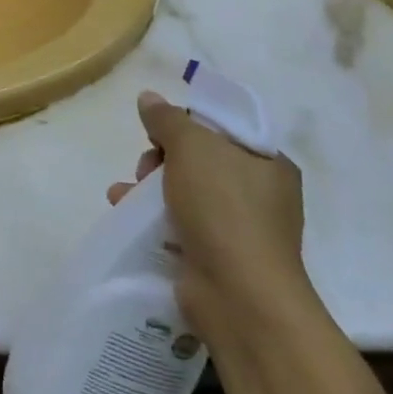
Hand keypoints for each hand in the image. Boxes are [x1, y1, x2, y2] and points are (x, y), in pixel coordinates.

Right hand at [107, 91, 312, 343]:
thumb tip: (149, 98)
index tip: (159, 133)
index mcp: (268, 163)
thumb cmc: (224, 209)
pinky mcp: (216, 256)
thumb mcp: (192, 148)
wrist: (238, 296)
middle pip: (198, 159)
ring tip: (124, 193)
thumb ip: (168, 119)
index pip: (222, 129)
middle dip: (161, 159)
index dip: (186, 125)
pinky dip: (151, 217)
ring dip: (148, 187)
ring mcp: (238, 228)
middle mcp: (259, 194)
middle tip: (146, 168)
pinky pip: (177, 224)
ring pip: (183, 192)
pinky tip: (124, 212)